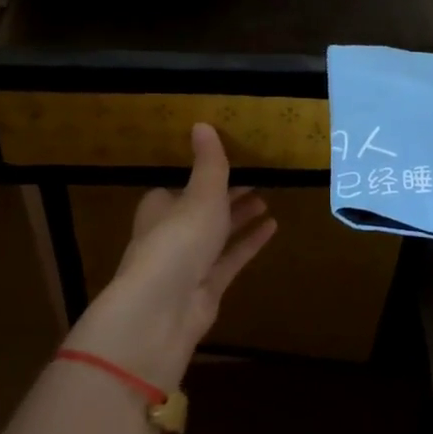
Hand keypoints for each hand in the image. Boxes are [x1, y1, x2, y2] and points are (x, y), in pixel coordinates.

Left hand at [67, 124, 276, 382]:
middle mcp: (171, 234)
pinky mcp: (207, 287)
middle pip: (201, 210)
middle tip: (257, 178)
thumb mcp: (199, 195)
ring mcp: (189, 263)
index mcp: (159, 208)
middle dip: (226, 195)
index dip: (201, 176)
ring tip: (267, 198)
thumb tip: (202, 123)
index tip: (227, 162)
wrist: (163, 310)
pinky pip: (232, 259)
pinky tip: (273, 226)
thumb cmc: (178, 241)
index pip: (178, 187)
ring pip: (218, 234)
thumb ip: (209, 164)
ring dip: (240, 217)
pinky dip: (250, 242)